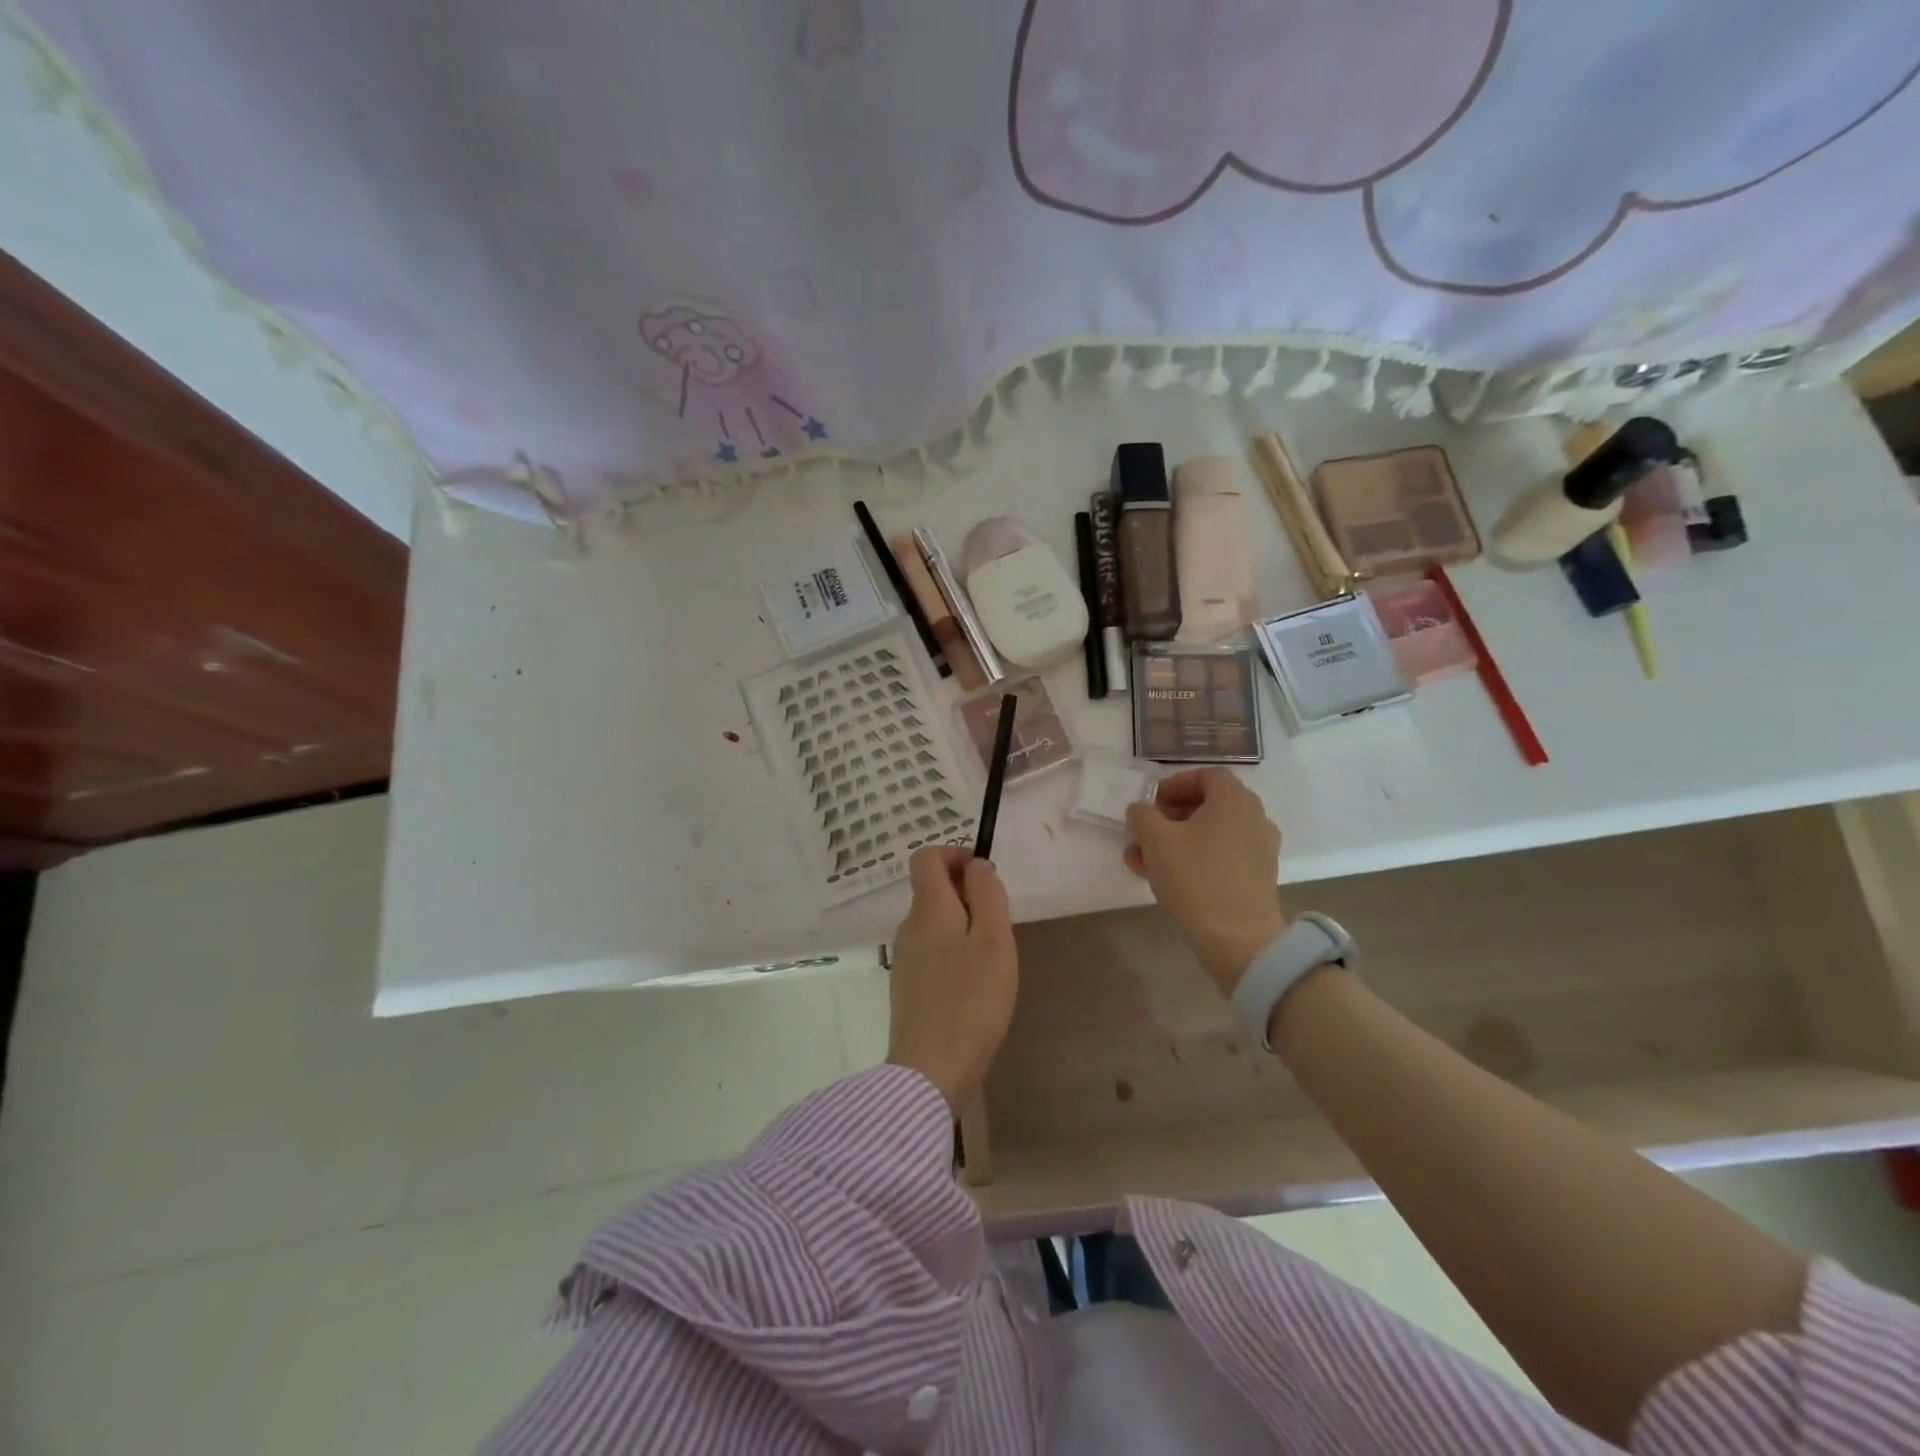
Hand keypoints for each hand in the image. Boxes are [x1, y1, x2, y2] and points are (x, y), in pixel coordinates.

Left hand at [886, 847, 1017, 1110]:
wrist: (931, 1070)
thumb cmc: (971, 999)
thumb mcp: (993, 940)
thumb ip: (987, 895)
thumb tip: (975, 865)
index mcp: (928, 908)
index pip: (926, 857)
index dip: (955, 854)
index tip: (985, 876)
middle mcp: (909, 926)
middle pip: (931, 889)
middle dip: (966, 892)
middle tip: (999, 922)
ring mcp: (905, 958)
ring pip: (933, 921)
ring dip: (962, 923)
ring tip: (992, 956)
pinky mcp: (908, 987)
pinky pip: (931, 950)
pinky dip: (953, 950)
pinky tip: (974, 983)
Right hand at [1125, 768, 1285, 994]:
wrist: (1238, 939)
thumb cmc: (1195, 878)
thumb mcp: (1156, 840)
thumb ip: (1143, 815)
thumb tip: (1141, 809)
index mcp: (1234, 800)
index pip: (1205, 776)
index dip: (1174, 784)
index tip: (1150, 802)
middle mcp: (1253, 818)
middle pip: (1208, 805)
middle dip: (1170, 816)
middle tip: (1143, 831)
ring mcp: (1258, 849)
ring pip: (1210, 834)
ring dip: (1176, 840)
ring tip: (1142, 859)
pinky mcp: (1256, 877)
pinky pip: (1220, 856)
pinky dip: (1194, 859)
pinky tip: (1163, 878)